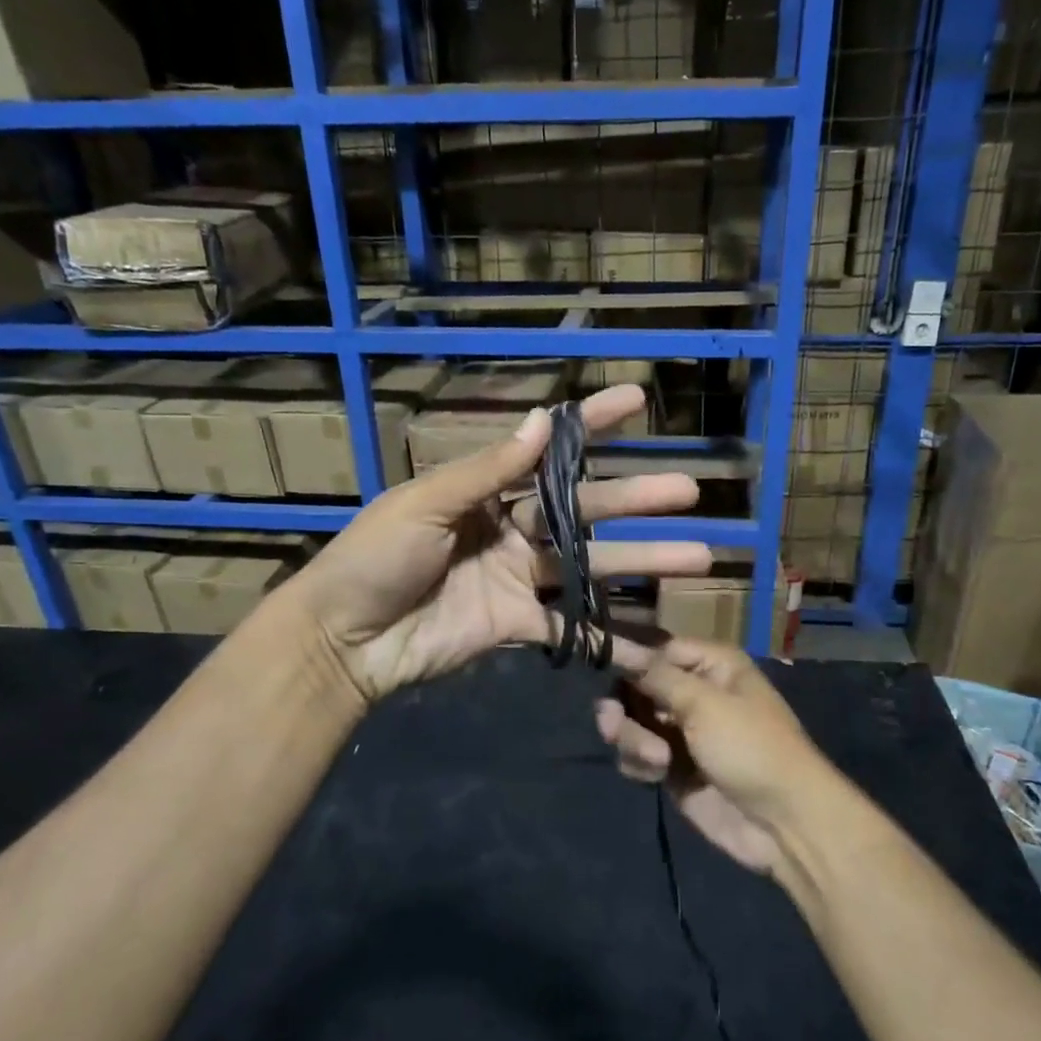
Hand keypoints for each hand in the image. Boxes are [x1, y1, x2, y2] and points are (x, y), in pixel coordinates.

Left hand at [290, 385, 710, 702]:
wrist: (343, 639)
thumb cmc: (375, 558)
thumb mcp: (427, 503)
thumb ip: (489, 470)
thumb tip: (543, 418)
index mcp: (487, 492)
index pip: (550, 452)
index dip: (592, 426)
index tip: (636, 401)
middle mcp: (511, 530)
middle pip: (585, 512)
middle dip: (637, 499)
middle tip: (690, 490)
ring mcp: (518, 580)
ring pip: (591, 566)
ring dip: (642, 560)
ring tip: (696, 555)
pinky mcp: (517, 627)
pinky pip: (571, 629)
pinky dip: (609, 636)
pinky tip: (652, 637)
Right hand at [595, 637, 842, 875]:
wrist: (783, 824)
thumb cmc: (751, 748)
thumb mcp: (704, 704)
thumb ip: (656, 676)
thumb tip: (616, 644)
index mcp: (712, 666)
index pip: (656, 649)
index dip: (628, 658)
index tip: (598, 663)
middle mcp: (695, 692)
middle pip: (637, 686)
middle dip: (623, 707)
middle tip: (612, 726)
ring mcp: (682, 732)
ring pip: (633, 722)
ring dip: (633, 739)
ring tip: (655, 760)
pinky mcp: (673, 768)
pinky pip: (638, 755)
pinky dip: (639, 763)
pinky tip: (654, 775)